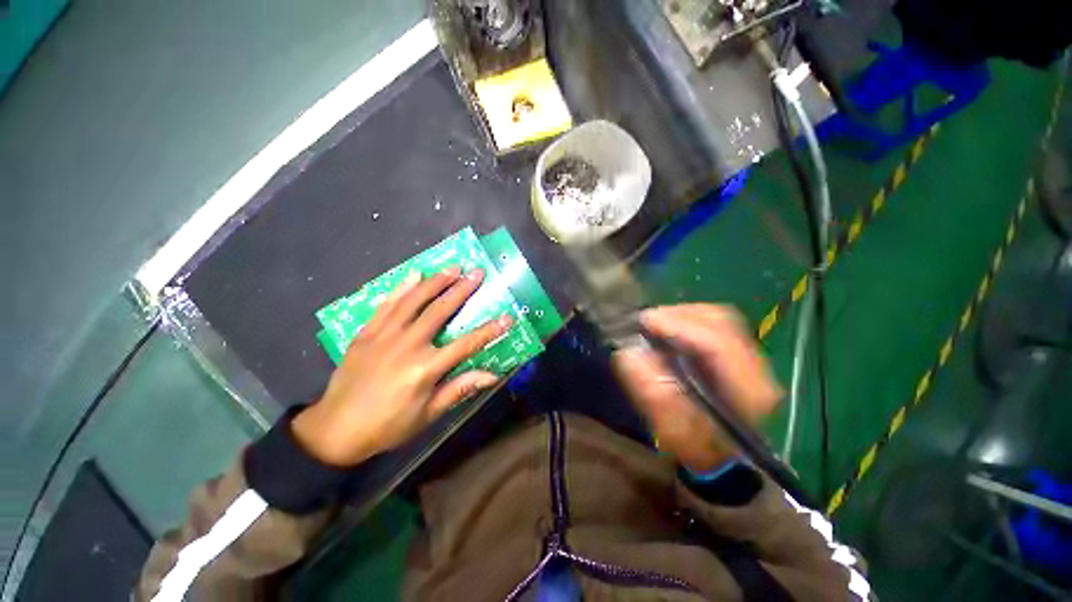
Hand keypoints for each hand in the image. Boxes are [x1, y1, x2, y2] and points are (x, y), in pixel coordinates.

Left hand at [292, 267, 512, 466]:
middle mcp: (407, 345)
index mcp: (425, 368)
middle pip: (440, 311)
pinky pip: (386, 305)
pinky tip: (414, 274)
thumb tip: (492, 375)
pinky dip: (401, 287)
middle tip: (477, 273)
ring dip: (435, 282)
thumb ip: (459, 389)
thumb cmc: (388, 425)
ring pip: (414, 301)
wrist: (334, 429)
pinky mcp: (366, 333)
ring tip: (452, 267)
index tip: (508, 317)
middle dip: (461, 290)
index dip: (489, 330)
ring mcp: (384, 335)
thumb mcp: (428, 414)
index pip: (466, 344)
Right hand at [612, 304, 781, 472]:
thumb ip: (651, 391)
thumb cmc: (695, 445)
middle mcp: (757, 369)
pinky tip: (672, 328)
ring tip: (657, 322)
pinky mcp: (739, 354)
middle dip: (680, 315)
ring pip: (719, 318)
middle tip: (648, 321)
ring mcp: (751, 359)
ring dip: (684, 315)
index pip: (716, 343)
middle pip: (720, 321)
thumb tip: (630, 352)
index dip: (679, 327)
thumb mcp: (670, 427)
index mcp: (745, 391)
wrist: (719, 455)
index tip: (646, 321)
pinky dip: (690, 320)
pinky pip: (716, 324)